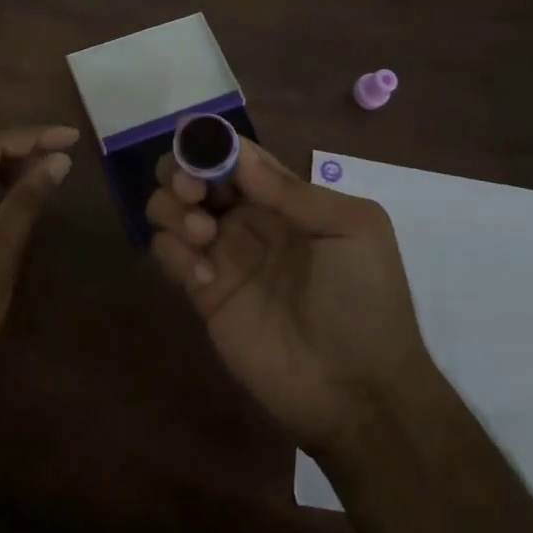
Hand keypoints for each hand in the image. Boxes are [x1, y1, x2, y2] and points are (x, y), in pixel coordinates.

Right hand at [146, 141, 433, 455]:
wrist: (357, 390)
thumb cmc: (364, 300)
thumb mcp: (351, 230)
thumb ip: (293, 191)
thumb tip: (238, 154)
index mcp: (285, 198)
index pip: (236, 155)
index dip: (211, 143)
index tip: (193, 141)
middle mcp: (248, 218)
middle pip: (195, 175)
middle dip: (181, 171)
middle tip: (193, 192)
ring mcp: (223, 255)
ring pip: (172, 209)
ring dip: (174, 209)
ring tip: (202, 235)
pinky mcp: (203, 293)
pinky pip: (168, 254)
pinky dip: (173, 253)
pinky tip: (204, 278)